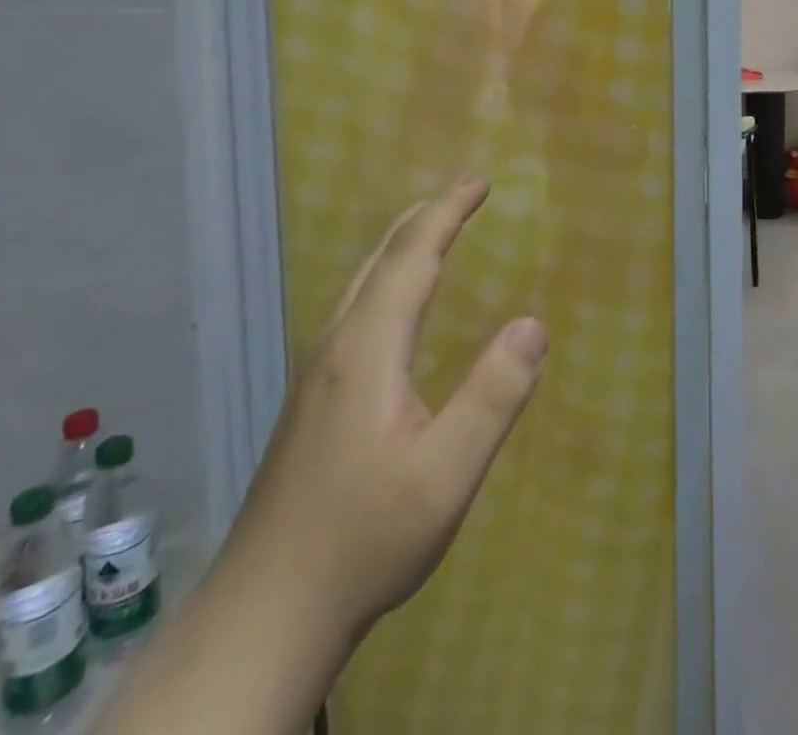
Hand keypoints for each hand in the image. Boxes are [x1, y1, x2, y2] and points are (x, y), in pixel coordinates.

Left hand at [228, 177, 547, 644]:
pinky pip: (355, 308)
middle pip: (379, 259)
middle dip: (424, 217)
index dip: (446, 213)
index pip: (411, 257)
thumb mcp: (445, 476)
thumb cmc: (362, 540)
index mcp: (367, 348)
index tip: (479, 182)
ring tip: (433, 230)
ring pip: (360, 283)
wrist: (264, 615)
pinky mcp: (312, 400)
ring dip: (401, 244)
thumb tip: (533, 323)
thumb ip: (493, 397)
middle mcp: (337, 346)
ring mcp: (317, 373)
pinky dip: (386, 277)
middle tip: (463, 193)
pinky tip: (394, 306)